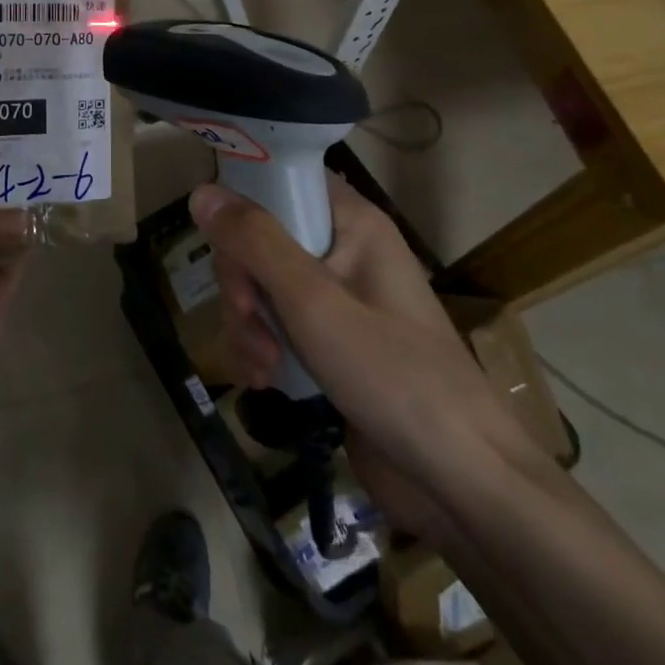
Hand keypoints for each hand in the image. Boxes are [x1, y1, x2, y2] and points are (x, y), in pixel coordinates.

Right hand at [191, 175, 549, 540]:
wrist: (462, 484)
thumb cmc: (395, 378)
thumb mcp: (314, 303)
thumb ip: (256, 243)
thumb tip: (202, 192)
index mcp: (354, 224)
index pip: (282, 179)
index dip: (243, 201)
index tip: (222, 243)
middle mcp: (344, 251)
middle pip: (261, 238)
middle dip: (242, 283)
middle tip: (250, 320)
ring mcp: (337, 299)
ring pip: (261, 285)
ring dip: (248, 322)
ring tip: (262, 365)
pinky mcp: (329, 343)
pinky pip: (275, 324)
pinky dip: (261, 347)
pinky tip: (264, 379)